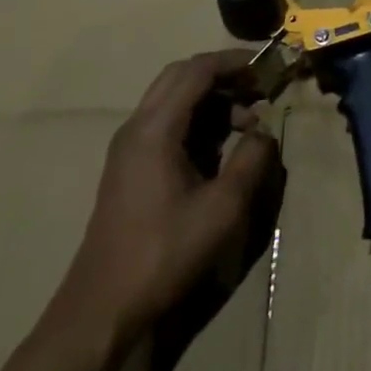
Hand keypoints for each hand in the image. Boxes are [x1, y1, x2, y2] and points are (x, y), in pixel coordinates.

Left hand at [51, 52, 281, 349]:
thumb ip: (251, 159)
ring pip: (174, 98)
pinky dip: (199, 120)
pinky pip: (168, 122)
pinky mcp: (130, 167)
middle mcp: (137, 127)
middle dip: (224, 75)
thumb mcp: (223, 207)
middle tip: (260, 88)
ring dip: (213, 99)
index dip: (235, 62)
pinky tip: (223, 147)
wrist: (102, 309)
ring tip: (249, 124)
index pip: (197, 70)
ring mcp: (129, 147)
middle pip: (181, 75)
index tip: (268, 67)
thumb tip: (264, 131)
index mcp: (155, 129)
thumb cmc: (164, 253)